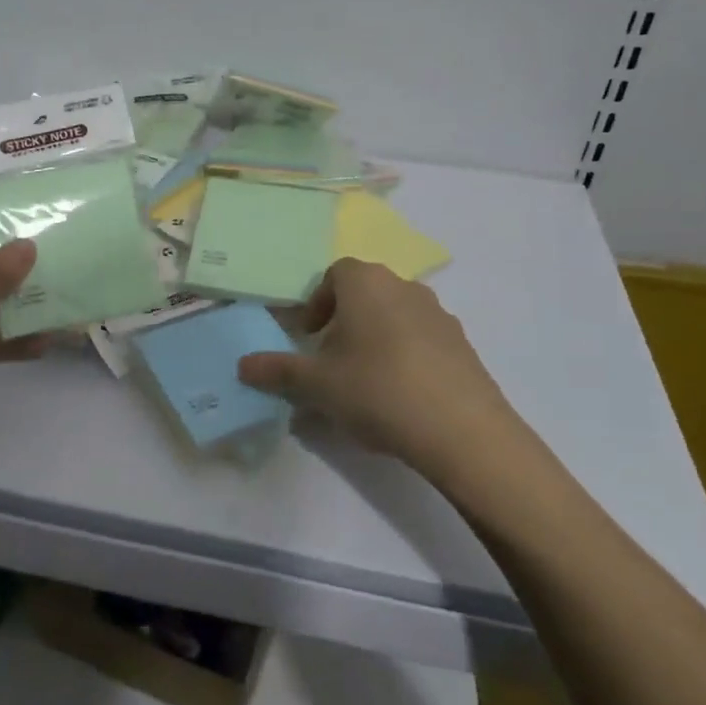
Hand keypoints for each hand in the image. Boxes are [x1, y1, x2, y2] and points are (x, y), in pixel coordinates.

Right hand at [237, 258, 534, 483]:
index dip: (316, 302)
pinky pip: (422, 341)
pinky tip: (400, 397)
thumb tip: (242, 365)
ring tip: (364, 382)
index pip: (334, 274)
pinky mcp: (463, 345)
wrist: (463, 431)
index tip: (308, 335)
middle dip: (344, 322)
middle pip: (365, 294)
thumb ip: (277, 371)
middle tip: (330, 361)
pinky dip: (405, 357)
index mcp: (366, 283)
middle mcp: (405, 287)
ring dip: (375, 339)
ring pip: (395, 317)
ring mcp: (440, 315)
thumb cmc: (377, 390)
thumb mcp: (317, 385)